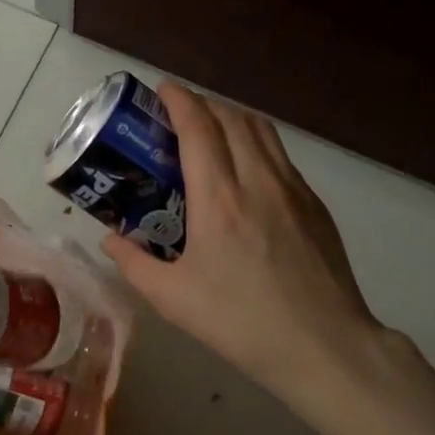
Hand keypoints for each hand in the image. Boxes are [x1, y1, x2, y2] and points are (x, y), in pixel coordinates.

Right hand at [102, 82, 388, 398]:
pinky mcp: (315, 205)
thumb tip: (110, 240)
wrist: (324, 345)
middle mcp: (258, 181)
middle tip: (179, 113)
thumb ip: (134, 265)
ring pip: (262, 130)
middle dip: (203, 103)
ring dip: (232, 117)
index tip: (162, 88)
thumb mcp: (173, 299)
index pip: (199, 127)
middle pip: (231, 118)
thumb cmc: (241, 322)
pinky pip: (281, 155)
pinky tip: (246, 168)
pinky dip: (257, 142)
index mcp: (219, 199)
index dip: (179, 99)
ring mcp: (293, 189)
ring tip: (212, 129)